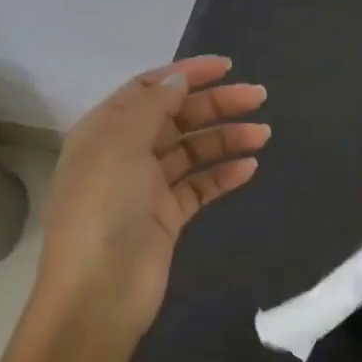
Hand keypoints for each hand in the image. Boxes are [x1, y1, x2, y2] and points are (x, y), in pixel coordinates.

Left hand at [31, 56, 268, 342]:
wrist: (98, 294)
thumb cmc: (103, 210)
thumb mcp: (120, 146)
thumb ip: (151, 107)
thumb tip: (178, 79)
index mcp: (106, 131)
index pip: (149, 89)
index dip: (186, 74)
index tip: (227, 67)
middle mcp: (125, 153)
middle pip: (176, 117)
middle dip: (215, 104)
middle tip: (258, 97)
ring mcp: (147, 187)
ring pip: (193, 151)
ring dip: (226, 138)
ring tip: (263, 134)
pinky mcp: (168, 217)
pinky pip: (200, 186)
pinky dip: (223, 174)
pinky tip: (248, 167)